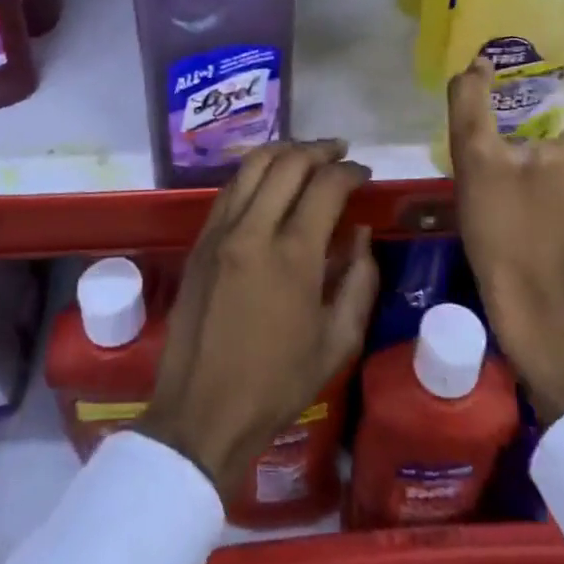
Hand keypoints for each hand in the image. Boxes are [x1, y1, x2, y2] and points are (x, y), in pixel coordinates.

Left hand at [139, 141, 379, 498]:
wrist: (201, 413)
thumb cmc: (276, 385)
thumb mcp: (337, 343)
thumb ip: (359, 283)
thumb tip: (361, 236)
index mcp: (293, 256)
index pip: (326, 186)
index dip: (350, 171)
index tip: (364, 172)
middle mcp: (253, 231)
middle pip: (287, 163)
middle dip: (319, 150)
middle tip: (339, 152)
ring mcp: (220, 232)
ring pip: (252, 166)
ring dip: (283, 151)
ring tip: (305, 155)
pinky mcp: (199, 242)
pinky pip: (229, 189)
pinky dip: (254, 173)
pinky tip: (268, 180)